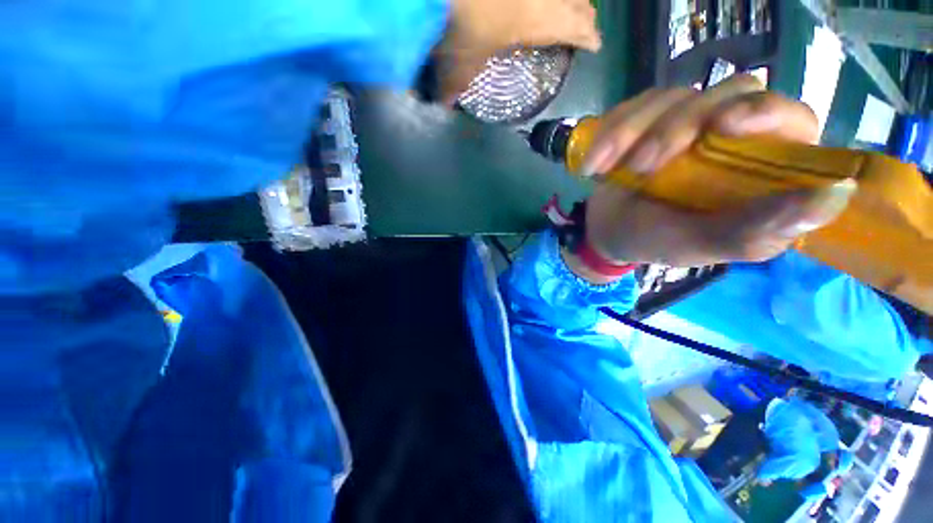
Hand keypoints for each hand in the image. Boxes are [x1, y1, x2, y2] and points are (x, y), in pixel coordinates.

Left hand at [437, 0, 600, 102]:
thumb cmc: (461, 25)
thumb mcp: (458, 64)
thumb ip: (452, 85)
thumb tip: (444, 104)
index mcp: (543, 20)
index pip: (578, 29)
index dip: (589, 37)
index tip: (596, 44)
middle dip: (583, 12)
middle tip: (585, 21)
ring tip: (563, 5)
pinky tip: (531, 0)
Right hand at [565, 75, 855, 281]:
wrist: (608, 233)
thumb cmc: (657, 242)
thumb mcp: (700, 244)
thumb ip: (757, 230)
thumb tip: (836, 196)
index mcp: (759, 168)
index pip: (791, 119)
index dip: (766, 112)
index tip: (724, 126)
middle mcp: (731, 134)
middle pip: (727, 93)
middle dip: (677, 127)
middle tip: (642, 166)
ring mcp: (687, 121)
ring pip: (673, 97)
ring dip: (632, 133)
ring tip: (603, 169)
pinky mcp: (649, 120)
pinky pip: (632, 107)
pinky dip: (609, 133)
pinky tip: (595, 164)